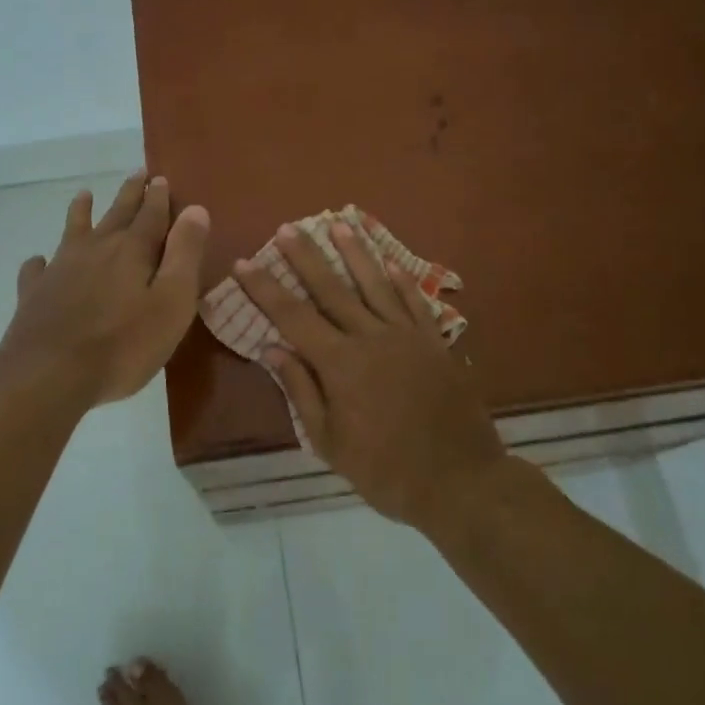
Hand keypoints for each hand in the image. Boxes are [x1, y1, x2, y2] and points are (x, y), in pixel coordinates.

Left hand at [0, 172, 209, 408]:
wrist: (49, 373)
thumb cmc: (123, 344)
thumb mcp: (171, 302)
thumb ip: (184, 254)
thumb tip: (195, 209)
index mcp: (133, 251)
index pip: (151, 215)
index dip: (158, 197)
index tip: (160, 177)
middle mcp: (96, 250)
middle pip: (116, 215)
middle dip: (129, 194)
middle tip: (137, 173)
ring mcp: (61, 269)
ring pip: (74, 231)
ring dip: (81, 212)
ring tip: (84, 195)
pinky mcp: (34, 294)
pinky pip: (37, 270)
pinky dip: (40, 262)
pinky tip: (38, 261)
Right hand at [235, 222, 505, 529]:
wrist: (460, 481)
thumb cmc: (386, 471)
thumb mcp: (330, 443)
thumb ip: (301, 391)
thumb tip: (273, 349)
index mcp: (340, 364)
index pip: (292, 316)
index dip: (266, 288)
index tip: (244, 262)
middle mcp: (371, 338)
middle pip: (332, 289)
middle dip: (307, 256)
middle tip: (289, 227)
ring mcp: (407, 336)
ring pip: (376, 284)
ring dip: (356, 253)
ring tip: (340, 224)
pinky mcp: (434, 343)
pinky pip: (415, 302)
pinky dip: (402, 280)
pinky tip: (391, 261)